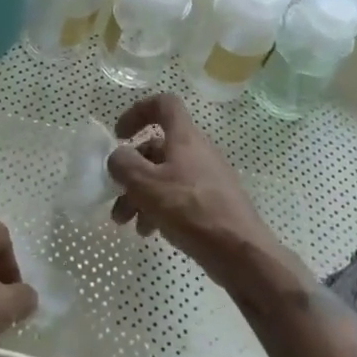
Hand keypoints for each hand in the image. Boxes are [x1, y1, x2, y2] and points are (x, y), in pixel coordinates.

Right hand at [107, 94, 285, 292]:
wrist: (240, 252)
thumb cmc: (191, 210)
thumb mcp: (147, 185)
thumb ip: (125, 165)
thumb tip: (118, 156)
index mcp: (185, 137)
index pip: (163, 104)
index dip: (138, 112)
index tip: (119, 136)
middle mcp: (197, 151)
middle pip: (158, 148)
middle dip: (131, 171)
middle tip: (115, 197)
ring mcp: (207, 177)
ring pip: (165, 175)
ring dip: (141, 194)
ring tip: (127, 223)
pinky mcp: (212, 201)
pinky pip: (179, 195)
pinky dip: (159, 207)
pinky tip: (150, 231)